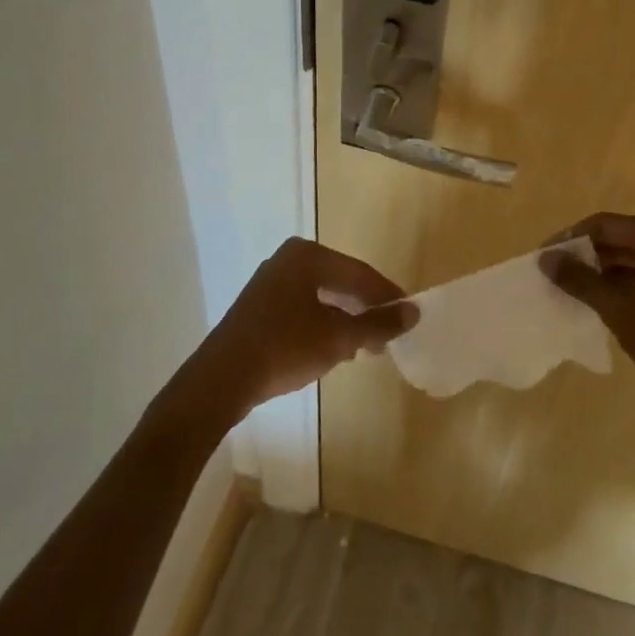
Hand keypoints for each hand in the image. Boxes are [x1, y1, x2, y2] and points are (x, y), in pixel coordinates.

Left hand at [190, 238, 417, 420]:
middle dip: (365, 309)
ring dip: (345, 320)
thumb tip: (413, 312)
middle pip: (340, 282)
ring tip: (364, 347)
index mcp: (308, 255)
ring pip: (321, 296)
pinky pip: (302, 308)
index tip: (409, 316)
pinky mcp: (258, 306)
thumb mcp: (338, 338)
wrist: (220, 380)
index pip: (360, 273)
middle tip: (387, 336)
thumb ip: (378, 324)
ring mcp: (270, 281)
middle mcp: (288, 259)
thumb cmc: (285, 348)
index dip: (387, 295)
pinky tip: (332, 348)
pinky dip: (322, 324)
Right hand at [540, 213, 634, 420]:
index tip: (545, 258)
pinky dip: (623, 283)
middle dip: (585, 254)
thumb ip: (579, 279)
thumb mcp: (616, 307)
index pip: (604, 224)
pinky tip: (602, 303)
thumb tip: (546, 258)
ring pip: (633, 258)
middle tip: (555, 275)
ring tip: (572, 290)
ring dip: (602, 270)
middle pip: (619, 238)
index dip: (570, 238)